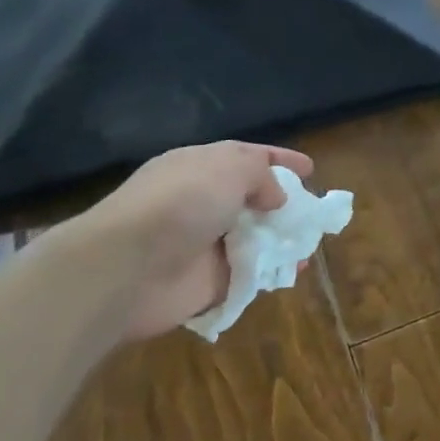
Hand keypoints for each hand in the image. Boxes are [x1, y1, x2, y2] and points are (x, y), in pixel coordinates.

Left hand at [80, 140, 315, 340]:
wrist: (125, 268)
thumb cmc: (180, 203)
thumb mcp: (229, 168)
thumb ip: (262, 175)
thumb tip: (276, 198)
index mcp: (200, 168)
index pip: (247, 157)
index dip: (280, 160)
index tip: (310, 169)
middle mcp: (202, 203)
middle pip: (253, 200)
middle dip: (285, 204)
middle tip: (314, 211)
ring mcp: (205, 244)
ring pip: (255, 238)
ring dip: (284, 240)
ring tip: (311, 243)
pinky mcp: (208, 283)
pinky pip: (250, 275)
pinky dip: (273, 273)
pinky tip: (296, 271)